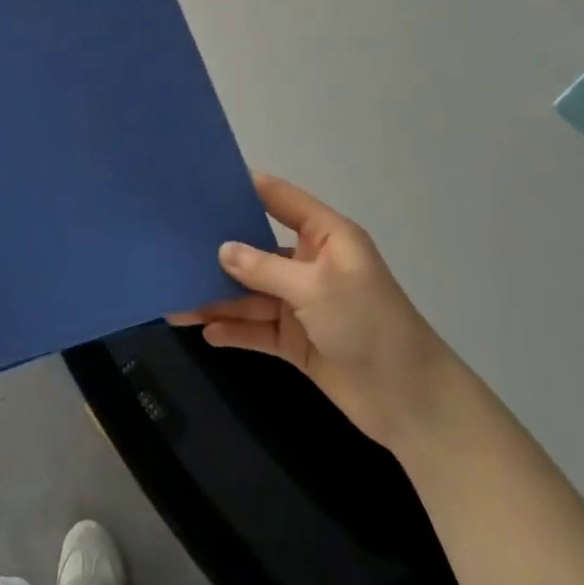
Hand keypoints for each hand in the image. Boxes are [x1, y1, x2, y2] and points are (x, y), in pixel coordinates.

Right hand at [171, 172, 455, 447]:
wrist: (410, 402)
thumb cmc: (369, 325)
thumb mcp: (316, 288)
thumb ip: (264, 268)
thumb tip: (221, 251)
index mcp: (325, 237)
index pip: (279, 199)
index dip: (245, 188)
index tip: (202, 182)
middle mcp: (310, 264)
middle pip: (256, 249)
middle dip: (219, 250)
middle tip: (173, 245)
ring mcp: (301, 304)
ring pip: (250, 293)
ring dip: (218, 298)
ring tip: (176, 301)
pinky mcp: (296, 341)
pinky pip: (256, 329)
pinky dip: (234, 330)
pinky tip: (205, 332)